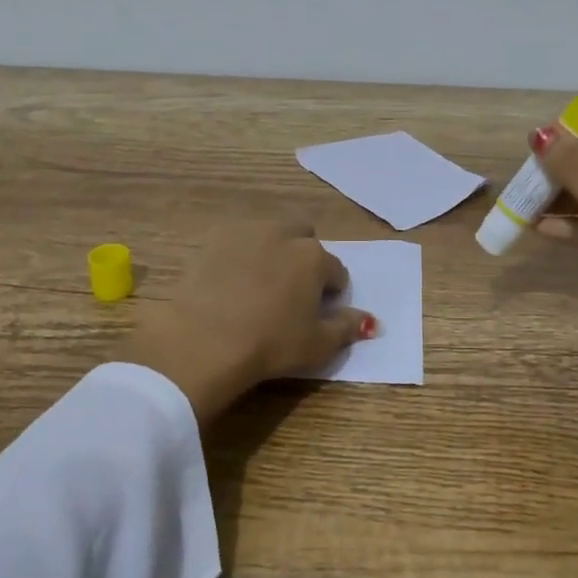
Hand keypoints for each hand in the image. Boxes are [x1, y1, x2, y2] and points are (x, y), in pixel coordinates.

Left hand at [123, 223, 376, 429]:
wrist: (204, 341)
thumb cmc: (270, 344)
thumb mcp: (318, 344)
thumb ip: (348, 328)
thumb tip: (372, 321)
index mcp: (314, 257)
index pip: (336, 271)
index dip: (332, 293)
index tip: (320, 312)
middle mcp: (283, 234)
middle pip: (304, 238)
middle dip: (304, 258)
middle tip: (292, 292)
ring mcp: (245, 233)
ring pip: (269, 234)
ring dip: (273, 251)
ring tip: (260, 285)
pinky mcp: (212, 240)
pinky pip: (236, 241)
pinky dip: (240, 255)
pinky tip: (231, 282)